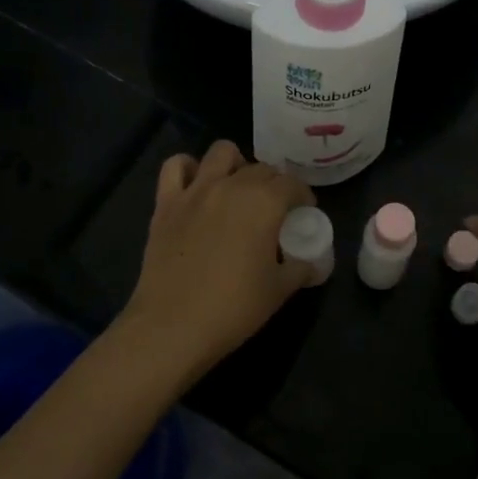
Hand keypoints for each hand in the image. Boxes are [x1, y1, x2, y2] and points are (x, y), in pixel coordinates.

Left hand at [119, 140, 317, 379]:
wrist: (173, 326)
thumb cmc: (234, 308)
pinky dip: (188, 168)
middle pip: (261, 168)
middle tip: (274, 209)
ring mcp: (196, 190)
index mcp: (265, 202)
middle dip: (274, 183)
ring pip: (222, 152)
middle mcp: (232, 185)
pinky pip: (175, 166)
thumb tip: (311, 263)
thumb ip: (300, 268)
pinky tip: (196, 185)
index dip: (303, 196)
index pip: (293, 184)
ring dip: (235, 164)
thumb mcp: (280, 290)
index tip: (304, 212)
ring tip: (237, 187)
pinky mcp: (166, 202)